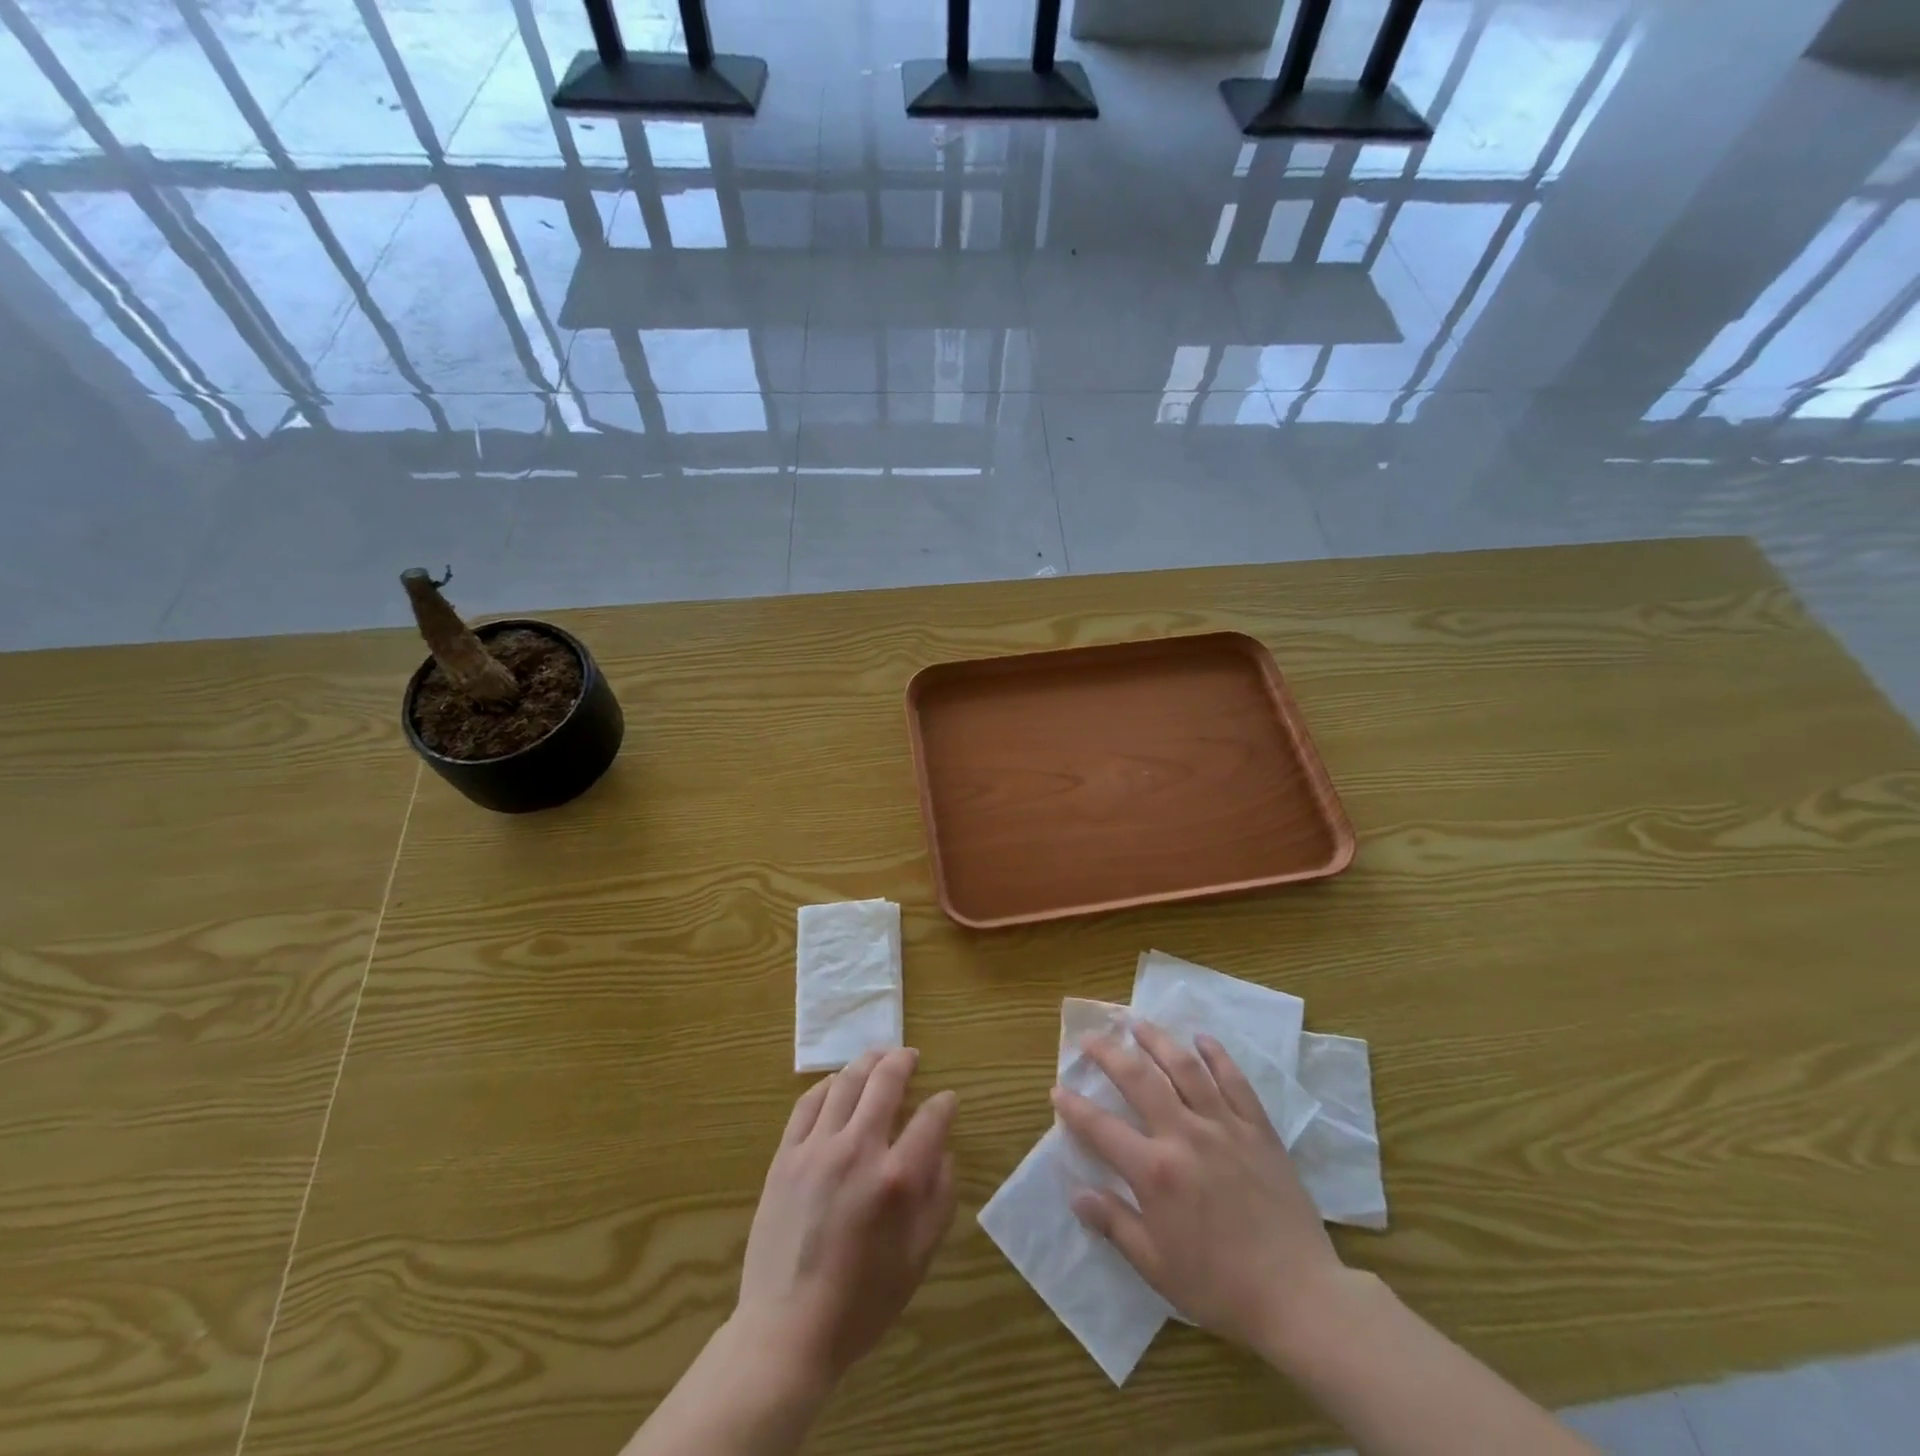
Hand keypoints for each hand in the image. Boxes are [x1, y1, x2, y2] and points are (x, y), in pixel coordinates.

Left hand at [733, 1048, 956, 1390]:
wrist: (787, 1330)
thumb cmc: (862, 1302)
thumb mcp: (918, 1258)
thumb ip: (939, 1198)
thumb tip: (943, 1153)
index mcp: (897, 1179)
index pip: (931, 1118)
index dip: (945, 1104)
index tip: (948, 1100)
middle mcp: (858, 1150)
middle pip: (885, 1082)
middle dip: (903, 1061)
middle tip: (911, 1056)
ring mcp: (817, 1148)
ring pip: (846, 1082)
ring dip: (867, 1062)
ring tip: (878, 1057)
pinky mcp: (786, 1156)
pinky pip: (808, 1104)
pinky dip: (827, 1085)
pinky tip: (837, 1084)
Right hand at [1051, 1022, 1349, 1356]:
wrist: (1299, 1296)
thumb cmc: (1220, 1287)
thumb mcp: (1156, 1267)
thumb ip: (1114, 1224)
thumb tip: (1076, 1193)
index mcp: (1155, 1171)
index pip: (1101, 1128)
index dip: (1074, 1107)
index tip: (1057, 1089)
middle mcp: (1184, 1135)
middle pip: (1139, 1079)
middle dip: (1108, 1053)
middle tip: (1089, 1037)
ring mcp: (1223, 1126)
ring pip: (1184, 1067)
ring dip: (1156, 1039)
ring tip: (1136, 1022)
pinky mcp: (1257, 1128)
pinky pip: (1234, 1080)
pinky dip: (1216, 1055)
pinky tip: (1201, 1038)